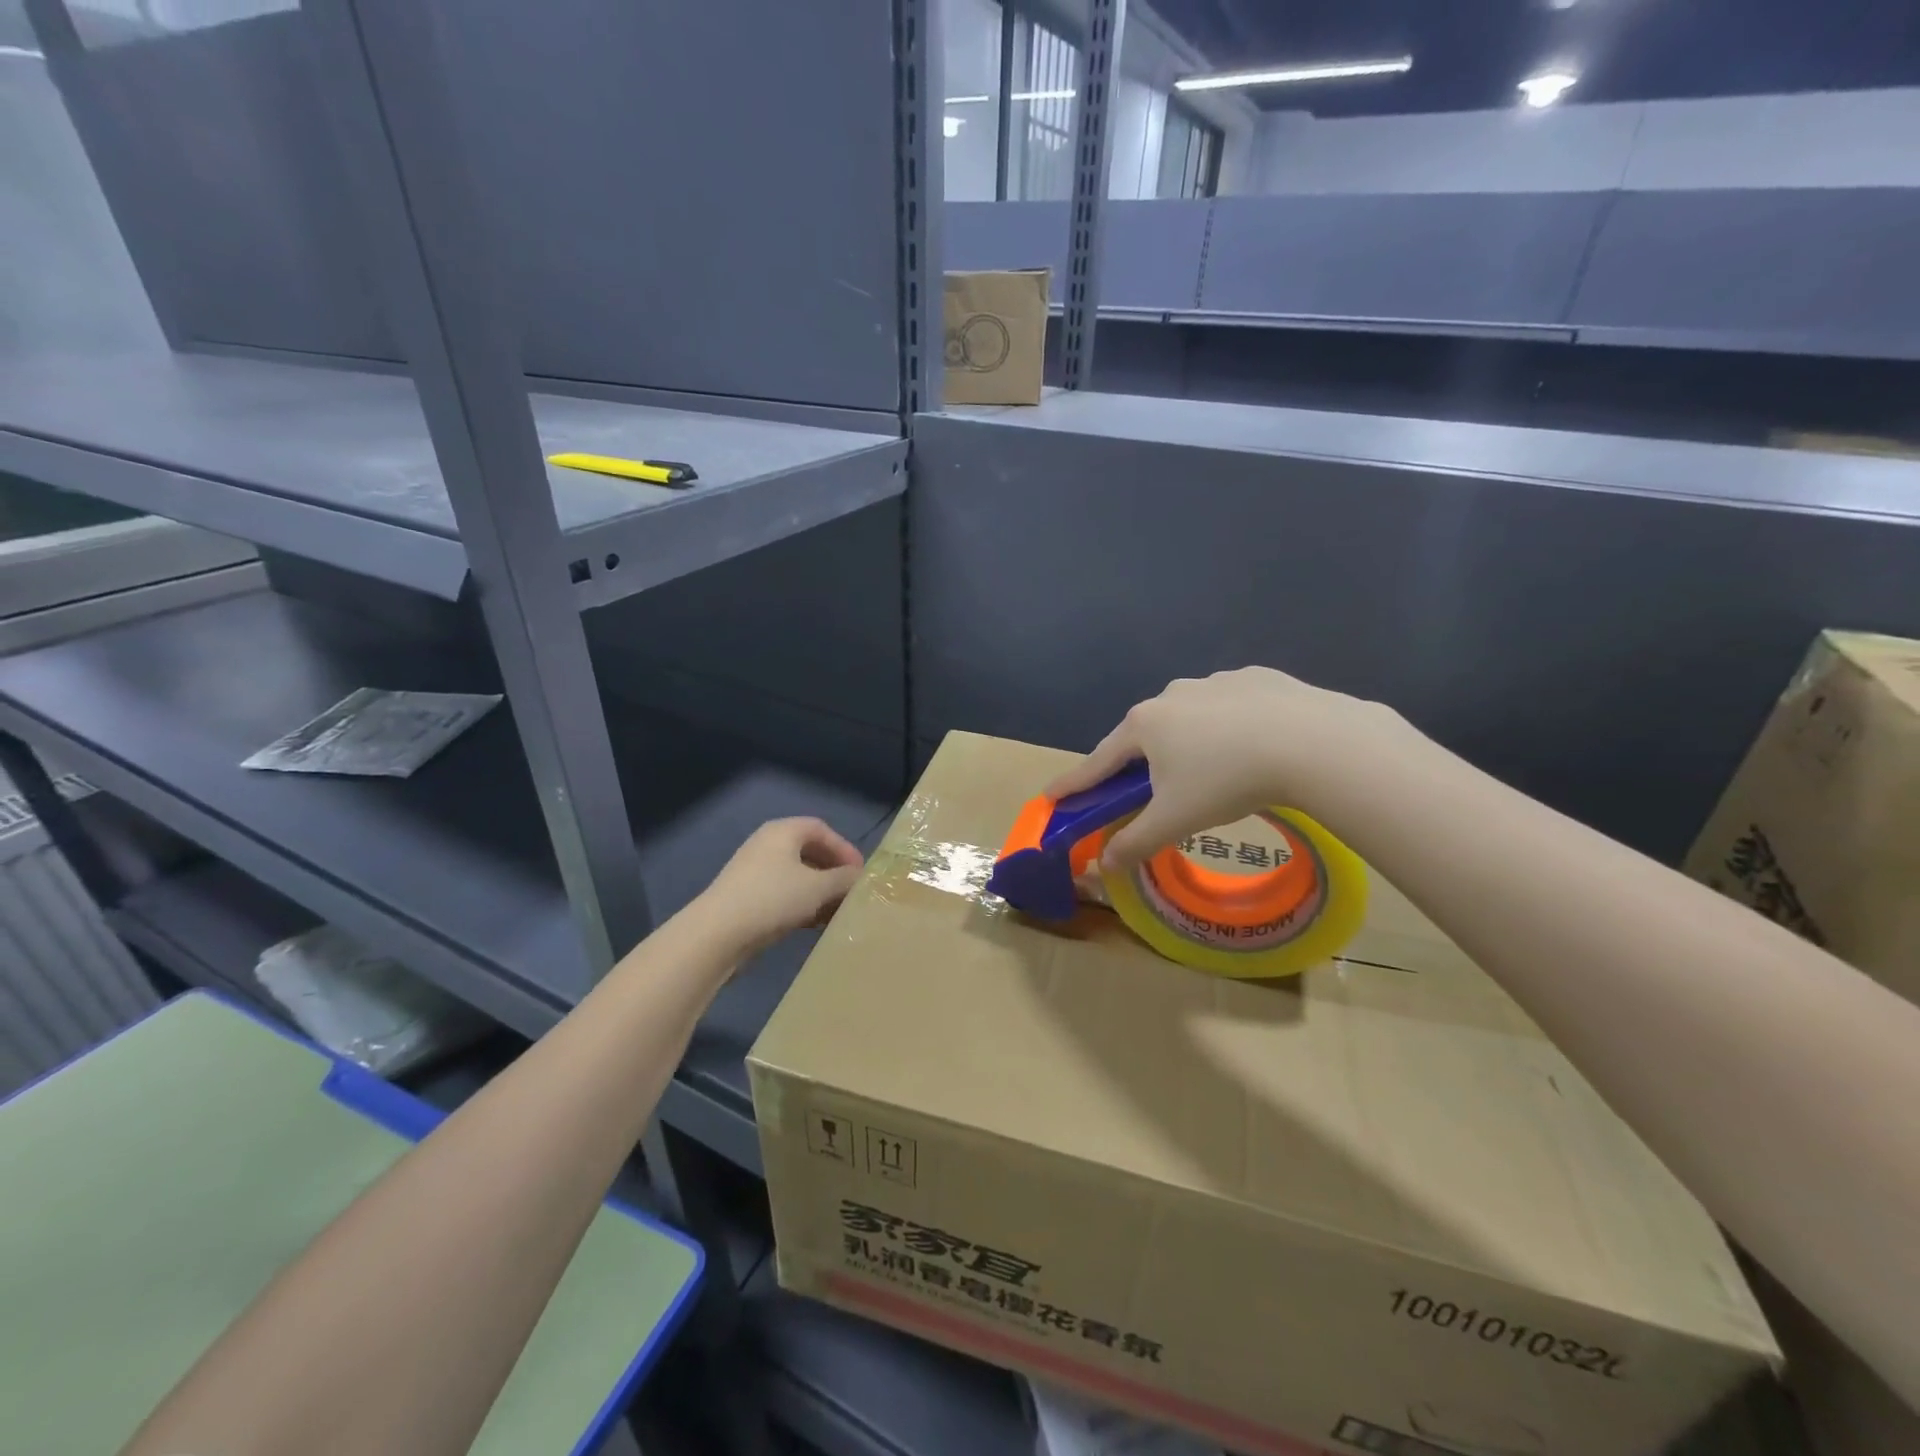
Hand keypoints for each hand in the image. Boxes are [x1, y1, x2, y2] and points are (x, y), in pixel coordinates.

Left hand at [694, 817, 865, 957]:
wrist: (717, 934)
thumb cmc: (773, 899)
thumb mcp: (818, 888)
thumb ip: (844, 879)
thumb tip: (860, 878)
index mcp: (783, 831)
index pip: (821, 829)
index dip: (844, 849)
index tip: (860, 873)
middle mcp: (767, 845)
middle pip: (809, 852)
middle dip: (833, 872)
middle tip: (851, 892)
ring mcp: (754, 872)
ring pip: (797, 876)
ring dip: (820, 892)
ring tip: (837, 912)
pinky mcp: (747, 897)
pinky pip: (783, 894)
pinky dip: (802, 905)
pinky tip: (815, 925)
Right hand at [1044, 668, 1404, 872]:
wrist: (1313, 741)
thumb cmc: (1227, 780)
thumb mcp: (1176, 820)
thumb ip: (1135, 841)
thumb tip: (1104, 864)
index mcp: (1144, 725)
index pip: (1098, 761)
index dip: (1075, 782)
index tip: (1052, 795)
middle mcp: (1171, 695)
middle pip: (1142, 736)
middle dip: (1137, 763)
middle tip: (1143, 790)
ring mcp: (1214, 681)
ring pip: (1187, 718)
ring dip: (1186, 742)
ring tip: (1210, 771)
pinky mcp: (1255, 677)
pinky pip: (1229, 706)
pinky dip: (1228, 726)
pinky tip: (1251, 745)